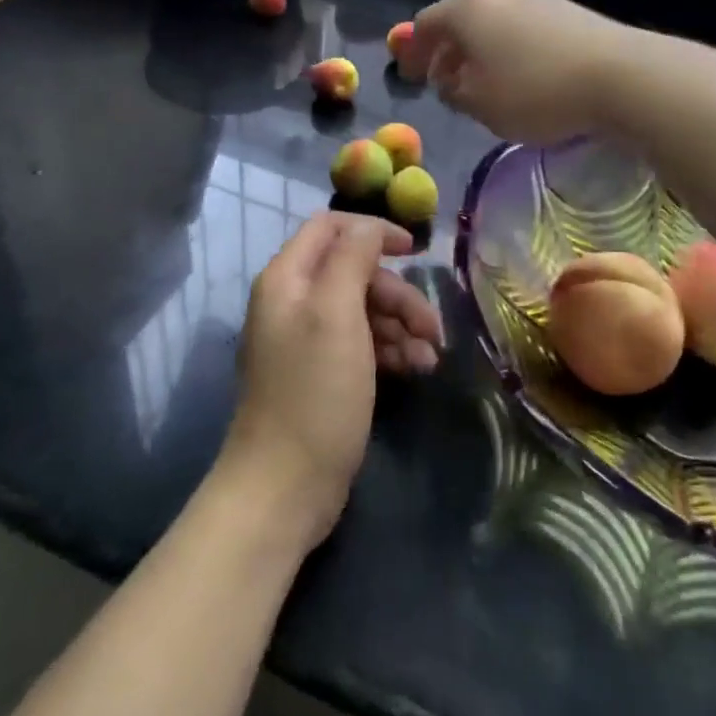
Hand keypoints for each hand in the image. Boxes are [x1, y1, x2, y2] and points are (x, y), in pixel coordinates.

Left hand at [221, 213, 442, 548]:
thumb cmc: (314, 391)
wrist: (284, 487)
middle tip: (432, 327)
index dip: (374, 231)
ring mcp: (306, 339)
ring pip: (363, 309)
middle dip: (397, 294)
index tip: (416, 251)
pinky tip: (417, 370)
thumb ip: (352, 258)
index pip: (332, 227)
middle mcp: (293, 301)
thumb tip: (370, 230)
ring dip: (401, 326)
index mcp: (287, 278)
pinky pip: (361, 343)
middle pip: (354, 272)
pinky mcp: (322, 374)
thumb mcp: (336, 313)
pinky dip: (390, 350)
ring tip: (429, 359)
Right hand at [402, 0, 638, 144]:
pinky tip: (521, 75)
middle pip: (460, 19)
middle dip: (448, 51)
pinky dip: (509, 49)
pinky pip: (522, 28)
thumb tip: (450, 80)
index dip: (413, 53)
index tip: (411, 77)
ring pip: (493, 22)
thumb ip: (453, 92)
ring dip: (480, 51)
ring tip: (483, 83)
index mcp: (468, 8)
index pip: (425, 24)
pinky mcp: (568, 10)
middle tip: (444, 82)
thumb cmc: (535, 91)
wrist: (621, 74)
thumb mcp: (480, 104)